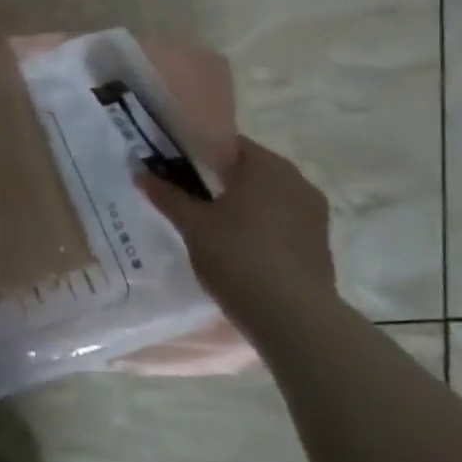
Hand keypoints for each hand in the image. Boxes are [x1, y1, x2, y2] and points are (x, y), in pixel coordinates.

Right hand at [142, 137, 334, 313]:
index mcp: (266, 166)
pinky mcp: (320, 243)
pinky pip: (283, 221)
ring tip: (211, 223)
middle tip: (189, 195)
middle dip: (220, 179)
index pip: (228, 144)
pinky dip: (261, 225)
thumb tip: (141, 173)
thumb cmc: (237, 256)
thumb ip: (167, 195)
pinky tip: (239, 246)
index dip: (199, 153)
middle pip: (250, 169)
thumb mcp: (192, 224)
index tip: (176, 168)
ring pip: (268, 196)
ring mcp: (314, 213)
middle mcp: (296, 181)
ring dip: (243, 203)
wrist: (293, 317)